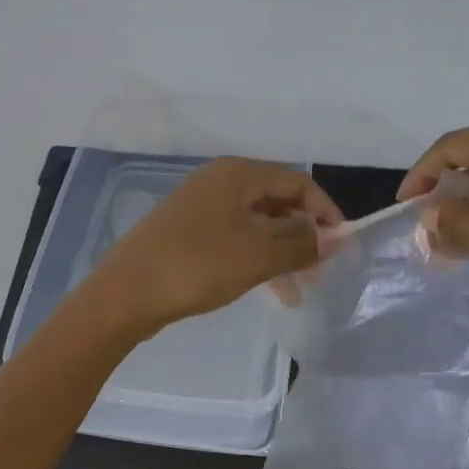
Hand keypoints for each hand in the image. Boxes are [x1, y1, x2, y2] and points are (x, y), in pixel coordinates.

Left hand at [86, 158, 342, 337]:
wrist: (126, 293)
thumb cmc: (198, 265)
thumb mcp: (259, 254)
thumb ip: (301, 243)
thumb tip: (331, 237)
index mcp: (238, 174)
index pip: (299, 182)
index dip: (326, 212)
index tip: (342, 246)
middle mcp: (220, 181)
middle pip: (277, 200)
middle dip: (304, 234)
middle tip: (321, 270)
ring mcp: (200, 206)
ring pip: (257, 223)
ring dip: (282, 251)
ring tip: (298, 290)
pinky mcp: (187, 232)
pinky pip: (235, 238)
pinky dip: (256, 258)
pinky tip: (266, 287)